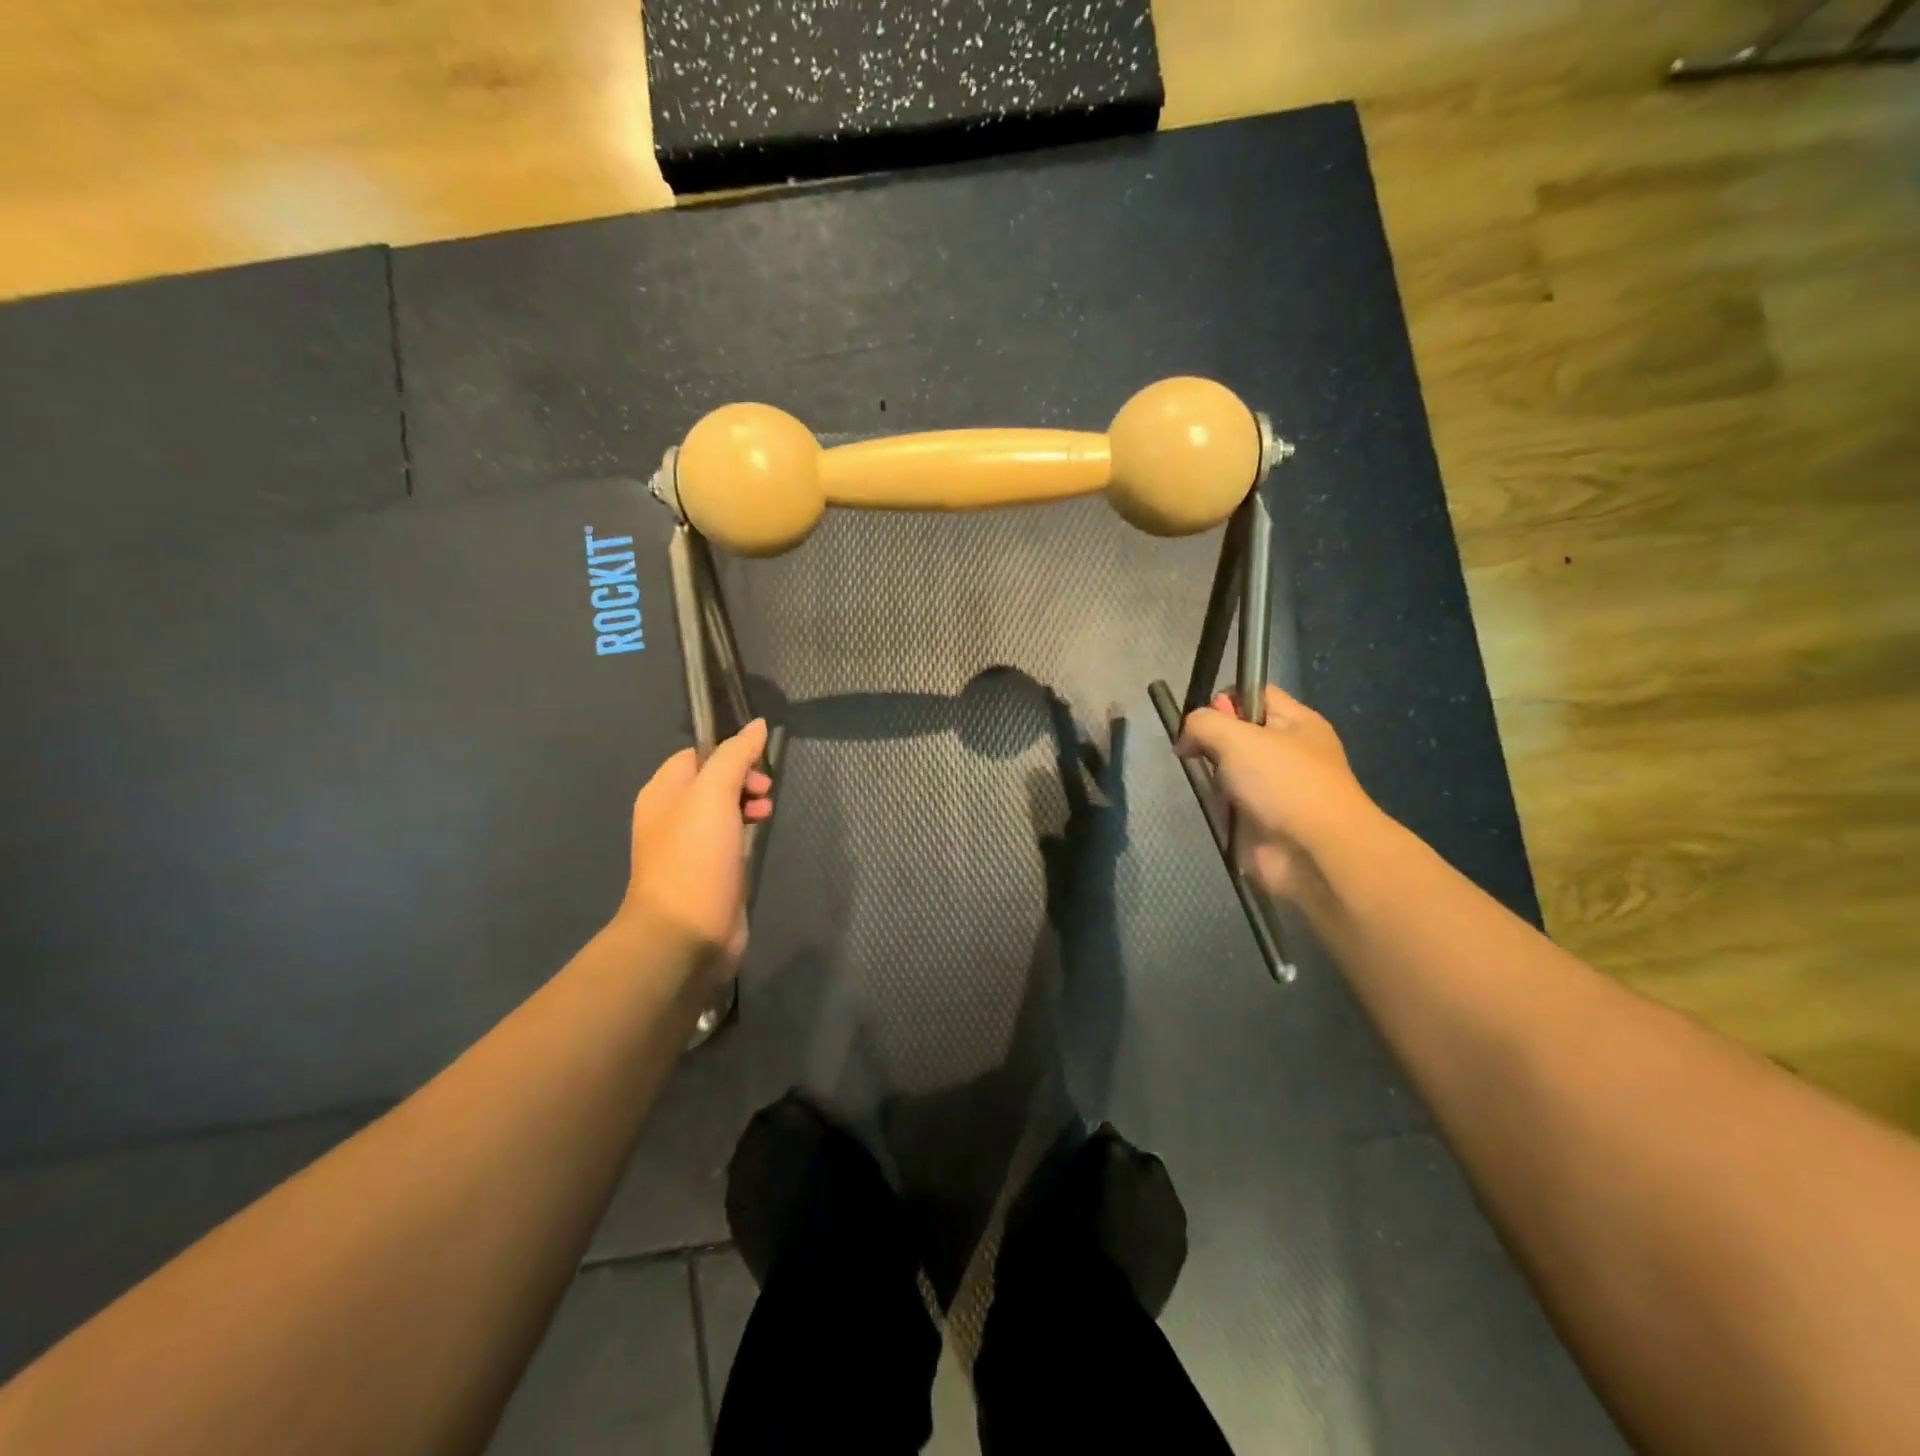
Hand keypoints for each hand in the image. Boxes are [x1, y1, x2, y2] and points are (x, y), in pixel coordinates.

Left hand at [617, 719, 773, 973]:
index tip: (759, 763)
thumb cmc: (695, 858)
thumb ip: (735, 756)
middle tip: (765, 791)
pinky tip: (759, 838)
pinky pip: (728, 839)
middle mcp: (671, 816)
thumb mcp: (714, 795)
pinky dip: (745, 832)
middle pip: (712, 782)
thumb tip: (757, 725)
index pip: (697, 755)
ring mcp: (689, 847)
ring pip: (723, 811)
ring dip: (748, 804)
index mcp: (662, 793)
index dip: (729, 752)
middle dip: (744, 779)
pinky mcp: (708, 873)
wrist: (685, 934)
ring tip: (767, 813)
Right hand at [1175, 686, 1381, 902]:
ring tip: (1211, 785)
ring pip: (1230, 769)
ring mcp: (1276, 788)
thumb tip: (1186, 738)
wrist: (1314, 853)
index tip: (1204, 720)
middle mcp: (1288, 751)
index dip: (1225, 699)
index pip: (1255, 693)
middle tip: (1199, 752)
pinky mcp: (1262, 819)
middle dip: (1213, 740)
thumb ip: (1203, 724)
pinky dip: (1219, 806)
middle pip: (1238, 732)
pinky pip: (1231, 802)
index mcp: (1296, 722)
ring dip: (1214, 776)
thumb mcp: (1237, 737)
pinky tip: (1218, 810)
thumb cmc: (1283, 783)